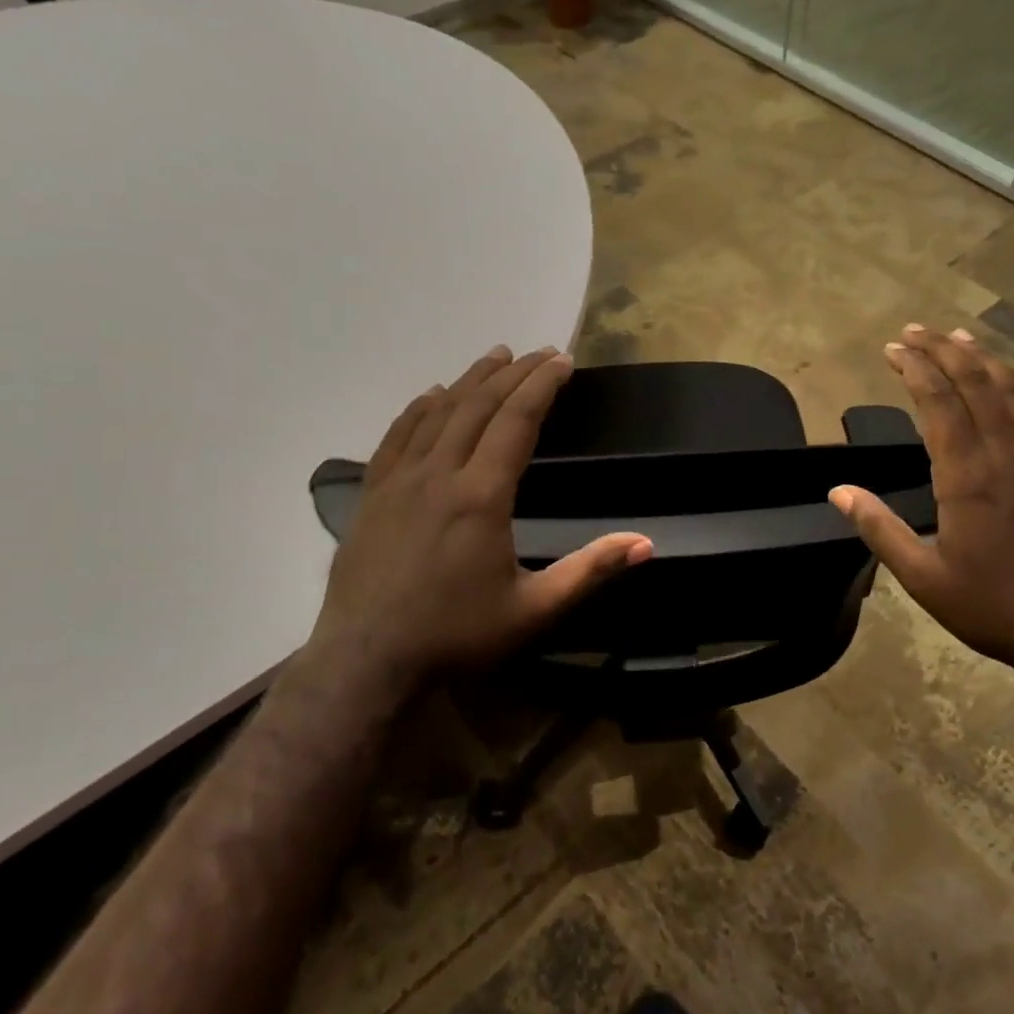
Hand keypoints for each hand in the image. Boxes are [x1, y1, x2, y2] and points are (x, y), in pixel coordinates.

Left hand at [304, 346, 652, 692]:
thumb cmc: (456, 635)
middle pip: (479, 406)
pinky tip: (431, 396)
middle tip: (540, 352)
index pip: (517, 421)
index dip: (542, 385)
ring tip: (495, 356)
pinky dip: (419, 408)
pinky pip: (397, 436)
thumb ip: (589, 571)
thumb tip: (646, 544)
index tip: (563, 360)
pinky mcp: (372, 494)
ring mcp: (399, 481)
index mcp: (481, 496)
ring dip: (470, 380)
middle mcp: (439, 474)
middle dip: (513, 373)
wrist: (367, 661)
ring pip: (437, 413)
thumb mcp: (534, 609)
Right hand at [829, 325, 1013, 680]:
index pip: (938, 405)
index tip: (894, 349)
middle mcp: (1008, 458)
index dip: (915, 369)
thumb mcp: (922, 577)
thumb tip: (839, 492)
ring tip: (962, 339)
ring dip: (988, 362)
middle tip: (917, 331)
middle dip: (944, 352)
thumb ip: (879, 529)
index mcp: (967, 478)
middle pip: (976, 387)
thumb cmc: (993, 608)